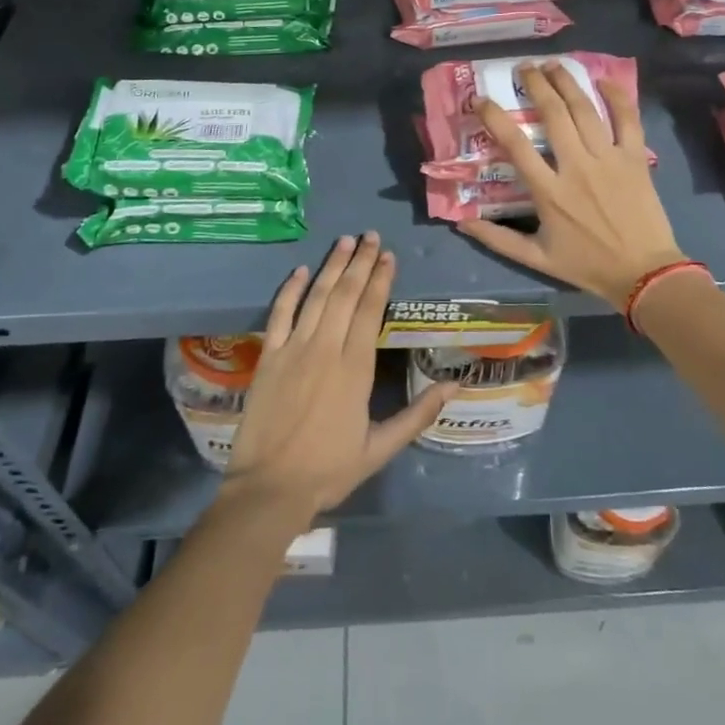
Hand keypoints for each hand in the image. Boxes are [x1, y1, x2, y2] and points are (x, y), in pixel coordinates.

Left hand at [222, 233, 452, 527]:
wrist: (270, 489)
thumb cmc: (329, 470)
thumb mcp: (381, 448)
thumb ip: (418, 414)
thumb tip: (455, 387)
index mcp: (355, 368)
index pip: (371, 310)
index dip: (380, 279)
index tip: (388, 256)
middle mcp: (326, 349)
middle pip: (345, 294)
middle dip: (359, 262)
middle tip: (369, 236)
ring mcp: (294, 349)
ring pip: (317, 297)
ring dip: (331, 266)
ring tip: (343, 241)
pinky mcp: (269, 357)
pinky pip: (280, 314)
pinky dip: (290, 290)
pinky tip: (301, 270)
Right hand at [457, 63, 686, 310]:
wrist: (644, 273)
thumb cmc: (588, 265)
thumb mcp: (537, 258)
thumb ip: (498, 239)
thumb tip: (461, 223)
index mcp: (549, 192)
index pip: (515, 145)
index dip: (494, 118)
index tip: (481, 99)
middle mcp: (577, 167)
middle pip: (553, 115)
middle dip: (536, 85)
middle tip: (523, 68)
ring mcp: (608, 159)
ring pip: (585, 110)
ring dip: (567, 83)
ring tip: (553, 65)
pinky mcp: (635, 158)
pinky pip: (627, 119)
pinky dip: (616, 97)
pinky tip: (603, 81)